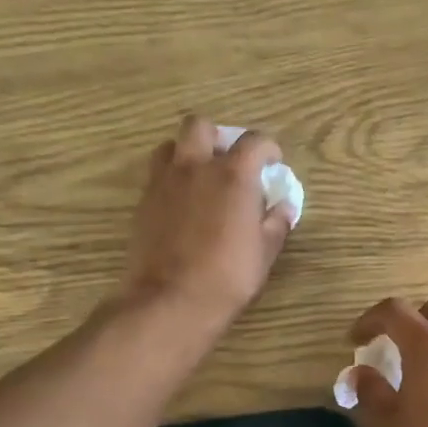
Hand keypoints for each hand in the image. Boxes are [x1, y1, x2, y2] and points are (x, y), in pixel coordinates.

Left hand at [120, 116, 292, 327]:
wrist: (170, 300)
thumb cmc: (227, 277)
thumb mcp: (264, 253)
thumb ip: (276, 224)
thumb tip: (284, 208)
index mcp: (232, 175)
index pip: (254, 141)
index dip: (268, 148)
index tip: (272, 163)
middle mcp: (195, 167)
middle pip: (200, 126)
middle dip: (217, 136)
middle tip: (227, 161)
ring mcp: (164, 183)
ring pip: (170, 146)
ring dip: (187, 153)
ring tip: (199, 177)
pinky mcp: (143, 202)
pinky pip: (156, 176)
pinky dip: (171, 180)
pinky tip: (182, 205)